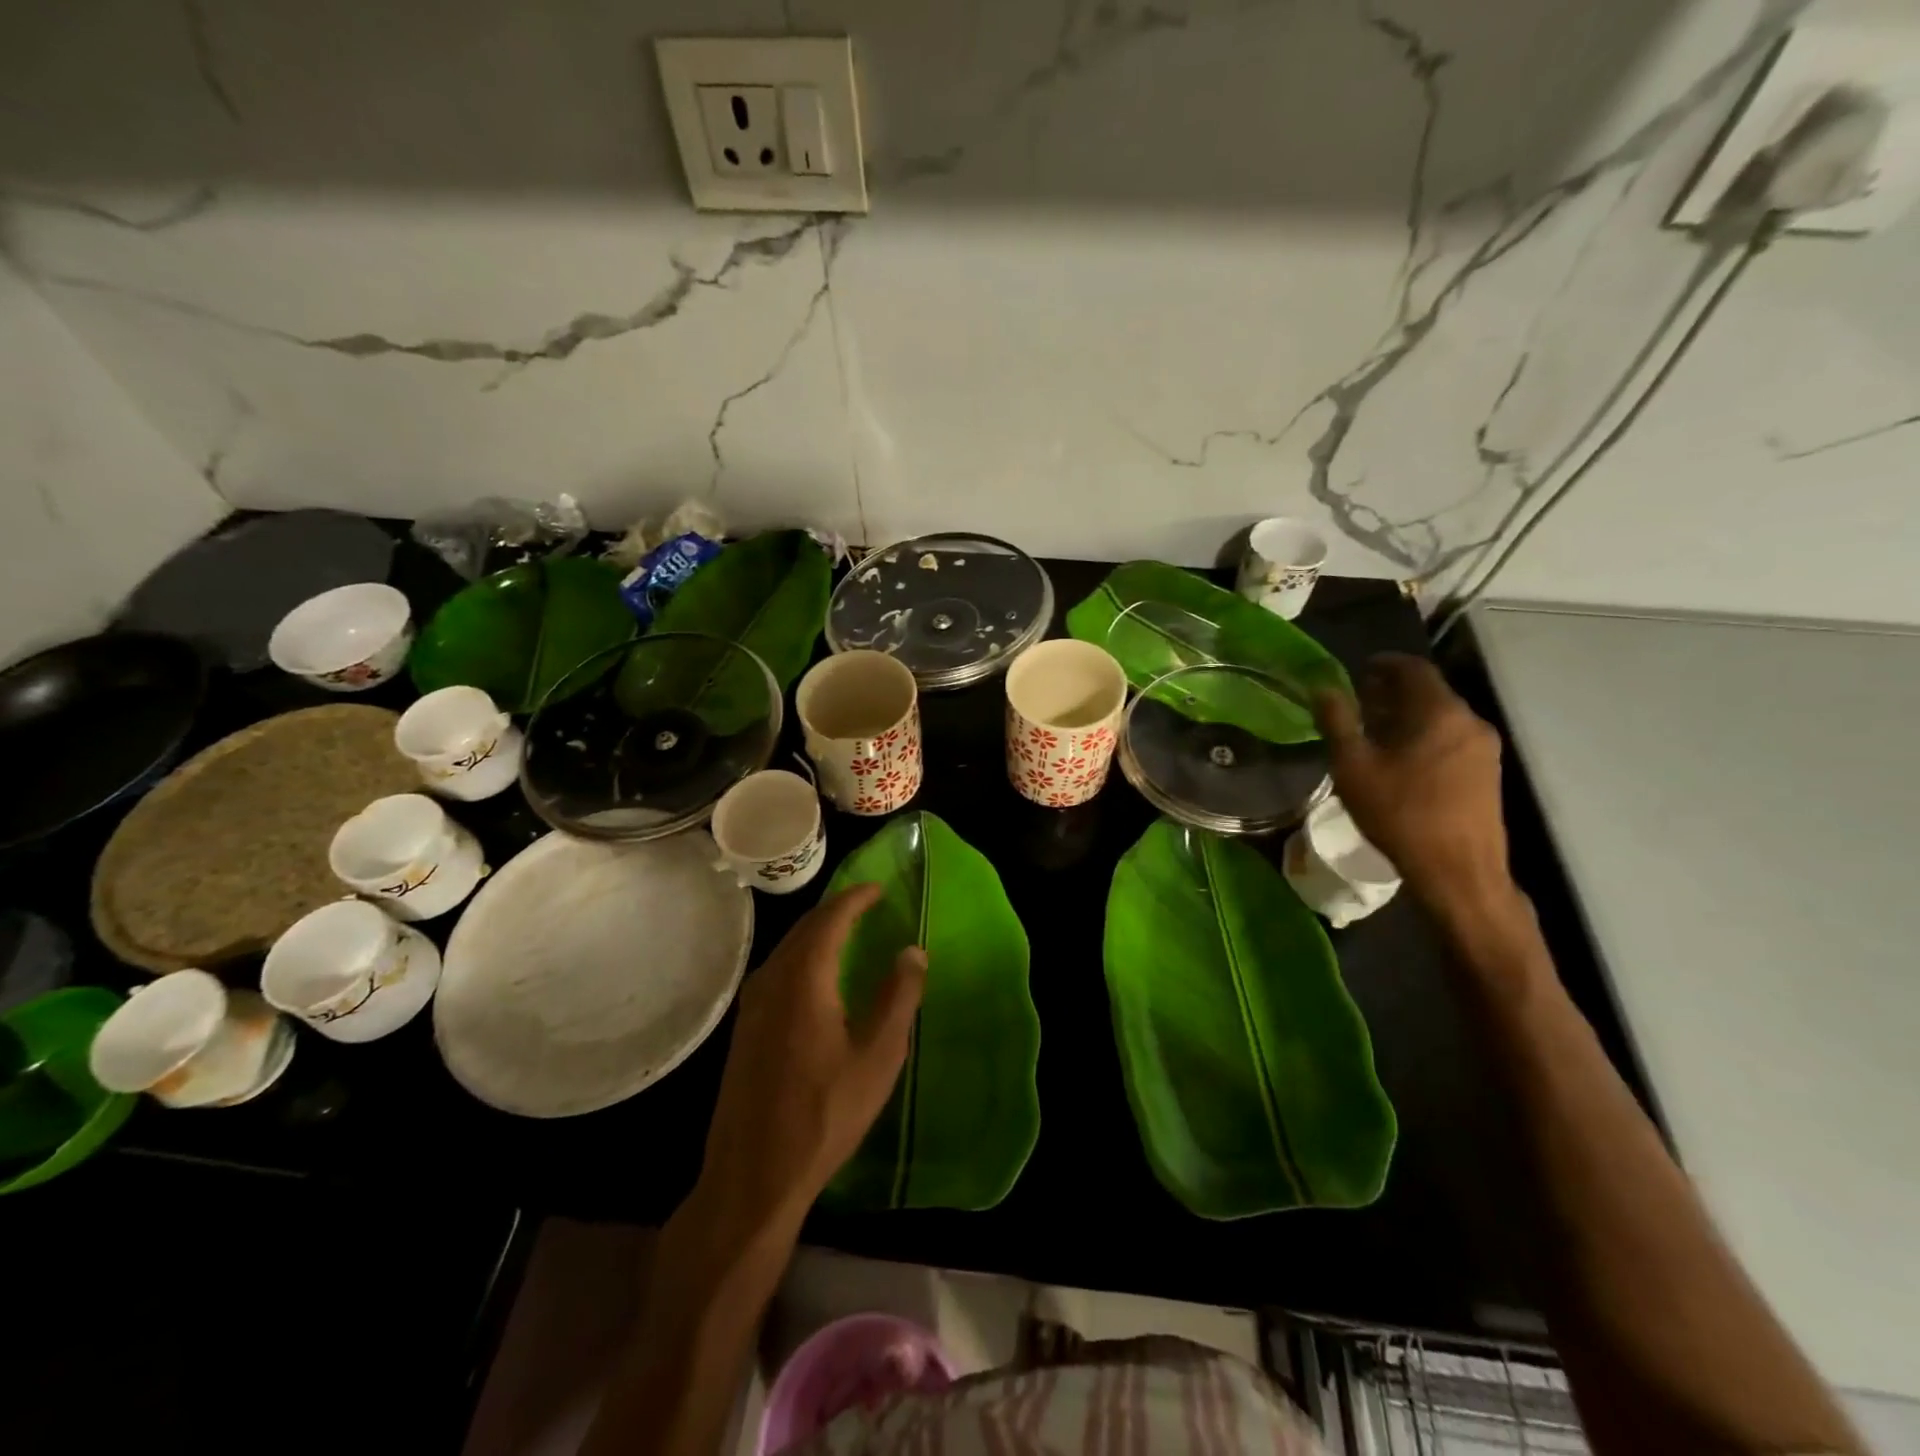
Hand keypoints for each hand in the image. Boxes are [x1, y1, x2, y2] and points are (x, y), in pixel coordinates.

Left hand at [689, 884, 925, 1241]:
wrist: (752, 1175)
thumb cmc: (824, 1114)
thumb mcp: (878, 1057)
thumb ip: (897, 998)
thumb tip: (912, 951)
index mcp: (804, 979)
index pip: (830, 919)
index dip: (855, 898)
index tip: (878, 887)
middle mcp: (772, 980)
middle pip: (805, 928)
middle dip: (836, 910)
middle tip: (867, 905)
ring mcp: (752, 1005)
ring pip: (788, 949)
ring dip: (817, 933)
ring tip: (847, 932)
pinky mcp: (745, 1028)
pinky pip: (777, 971)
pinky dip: (803, 957)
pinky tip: (817, 977)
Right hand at [1314, 653, 1514, 917]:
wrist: (1458, 871)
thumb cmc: (1400, 813)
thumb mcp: (1354, 766)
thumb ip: (1338, 721)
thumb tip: (1323, 688)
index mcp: (1439, 711)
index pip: (1413, 668)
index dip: (1384, 663)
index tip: (1358, 670)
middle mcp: (1469, 720)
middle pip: (1429, 691)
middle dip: (1393, 691)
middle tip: (1359, 703)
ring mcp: (1485, 748)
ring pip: (1441, 716)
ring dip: (1408, 715)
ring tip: (1375, 733)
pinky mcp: (1488, 772)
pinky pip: (1452, 738)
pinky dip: (1425, 735)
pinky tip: (1402, 759)